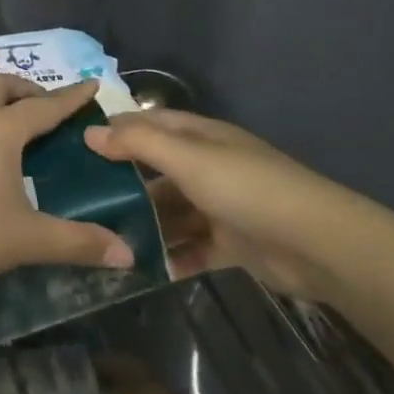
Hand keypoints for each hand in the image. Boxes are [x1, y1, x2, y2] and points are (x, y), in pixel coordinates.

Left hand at [0, 76, 135, 292]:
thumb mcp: (28, 239)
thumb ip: (78, 243)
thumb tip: (128, 254)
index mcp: (1, 130)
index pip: (45, 107)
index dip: (70, 97)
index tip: (91, 84)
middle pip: (1, 85)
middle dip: (26, 89)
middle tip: (43, 103)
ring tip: (0, 106)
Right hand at [84, 110, 371, 299]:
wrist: (316, 244)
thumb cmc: (246, 188)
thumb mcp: (187, 159)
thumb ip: (138, 143)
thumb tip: (90, 131)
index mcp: (201, 137)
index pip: (150, 124)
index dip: (117, 130)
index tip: (76, 145)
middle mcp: (209, 166)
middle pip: (158, 170)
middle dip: (125, 183)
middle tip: (83, 201)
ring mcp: (221, 205)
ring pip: (172, 211)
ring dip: (146, 224)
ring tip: (106, 240)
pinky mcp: (232, 243)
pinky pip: (192, 247)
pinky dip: (172, 256)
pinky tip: (145, 269)